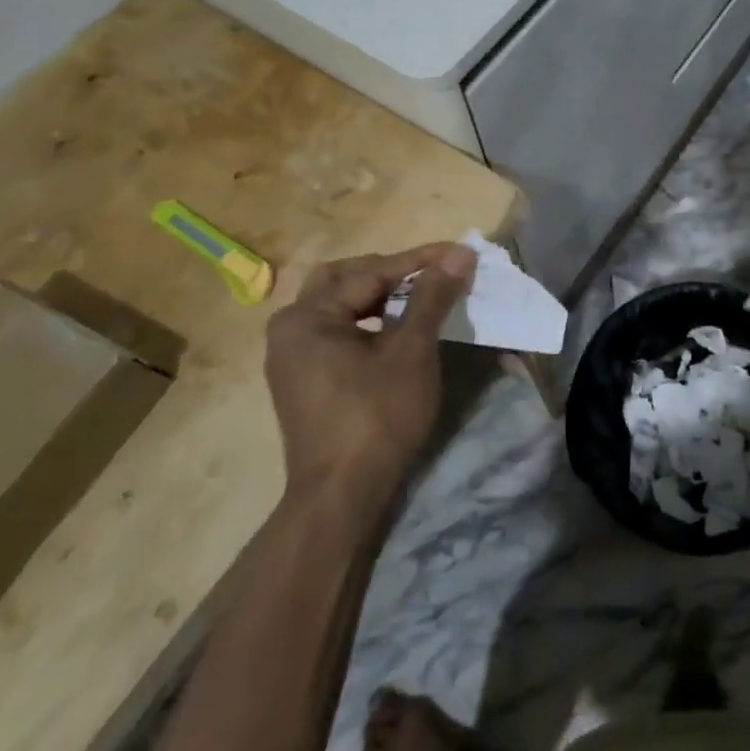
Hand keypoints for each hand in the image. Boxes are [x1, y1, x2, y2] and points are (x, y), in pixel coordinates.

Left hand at [262, 243, 475, 495]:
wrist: (342, 497)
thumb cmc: (377, 416)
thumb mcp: (411, 350)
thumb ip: (432, 296)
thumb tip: (459, 254)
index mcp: (307, 316)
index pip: (371, 271)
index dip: (419, 261)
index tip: (459, 253)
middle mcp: (290, 329)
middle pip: (344, 280)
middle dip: (390, 272)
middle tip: (430, 274)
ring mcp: (291, 357)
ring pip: (340, 306)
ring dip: (378, 296)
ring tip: (419, 298)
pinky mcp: (303, 380)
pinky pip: (336, 332)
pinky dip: (366, 322)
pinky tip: (394, 331)